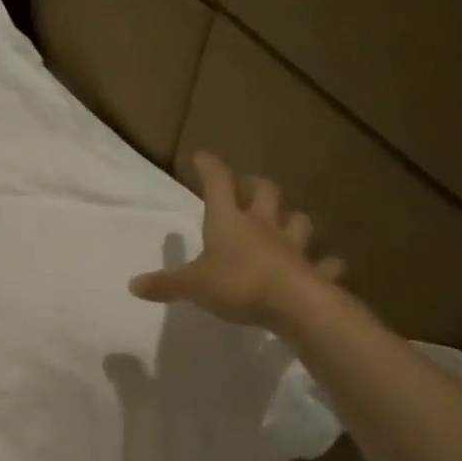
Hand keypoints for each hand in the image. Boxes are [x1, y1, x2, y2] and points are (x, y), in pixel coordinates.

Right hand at [129, 151, 345, 331]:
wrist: (293, 304)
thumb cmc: (237, 283)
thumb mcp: (192, 285)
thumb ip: (165, 284)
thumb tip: (133, 285)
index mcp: (228, 221)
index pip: (218, 183)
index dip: (210, 168)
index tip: (203, 156)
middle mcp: (262, 226)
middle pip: (265, 193)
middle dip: (256, 186)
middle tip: (249, 185)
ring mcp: (293, 247)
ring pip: (298, 222)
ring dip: (293, 220)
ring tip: (288, 223)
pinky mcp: (314, 272)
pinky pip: (324, 264)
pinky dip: (326, 265)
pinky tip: (328, 266)